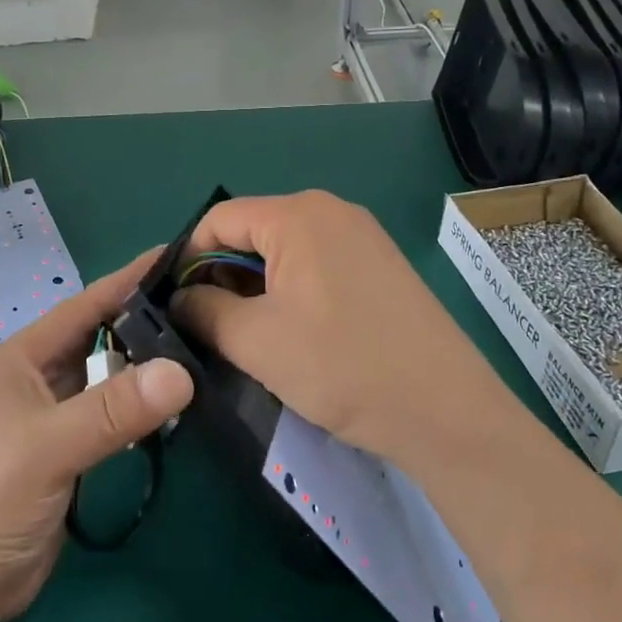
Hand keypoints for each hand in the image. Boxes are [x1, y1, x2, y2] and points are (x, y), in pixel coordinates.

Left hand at [0, 250, 193, 621]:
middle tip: (203, 306)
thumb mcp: (49, 447)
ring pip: (108, 373)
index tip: (176, 256)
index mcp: (23, 356)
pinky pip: (112, 411)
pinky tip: (173, 404)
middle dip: (145, 319)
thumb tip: (182, 372)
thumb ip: (112, 410)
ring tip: (201, 347)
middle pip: (100, 334)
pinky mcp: (69, 448)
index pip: (85, 304)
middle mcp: (39, 376)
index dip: (128, 279)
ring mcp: (54, 413)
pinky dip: (140, 404)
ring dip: (145, 364)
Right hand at [172, 191, 502, 463]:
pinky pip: (317, 264)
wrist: (446, 410)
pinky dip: (291, 291)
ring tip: (248, 336)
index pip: (219, 220)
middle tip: (209, 327)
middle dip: (222, 276)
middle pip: (252, 232)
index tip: (175, 304)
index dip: (188, 258)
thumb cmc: (342, 366)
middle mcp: (330, 211)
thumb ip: (204, 311)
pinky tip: (293, 334)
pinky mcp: (380, 264)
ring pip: (284, 251)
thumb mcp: (256, 340)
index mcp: (297, 215)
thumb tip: (179, 300)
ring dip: (255, 288)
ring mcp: (361, 236)